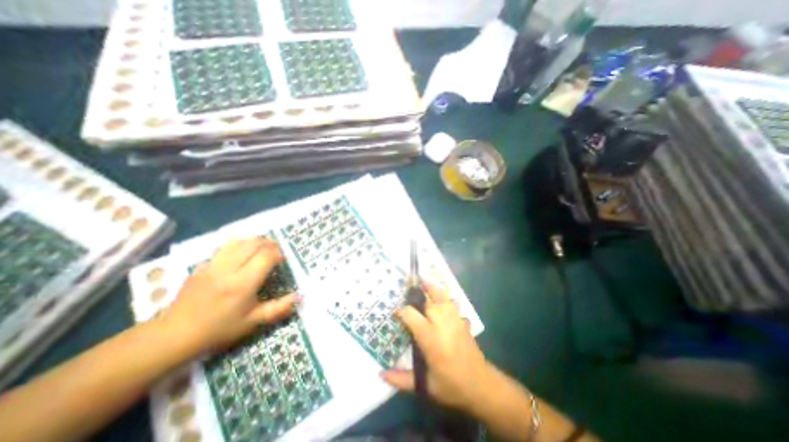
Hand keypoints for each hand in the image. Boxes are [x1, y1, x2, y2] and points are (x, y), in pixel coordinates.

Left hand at [158, 239, 299, 355]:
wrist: (174, 335)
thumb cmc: (219, 329)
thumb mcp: (253, 322)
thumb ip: (279, 308)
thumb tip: (300, 296)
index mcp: (242, 284)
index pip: (266, 257)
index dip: (278, 253)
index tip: (283, 259)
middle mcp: (228, 270)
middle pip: (253, 244)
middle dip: (269, 243)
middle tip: (277, 250)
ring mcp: (213, 265)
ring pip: (239, 241)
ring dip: (255, 240)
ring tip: (263, 247)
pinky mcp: (202, 265)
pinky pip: (224, 246)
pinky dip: (238, 243)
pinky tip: (243, 250)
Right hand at [383, 281, 491, 412]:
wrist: (481, 385)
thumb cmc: (451, 386)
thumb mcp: (425, 385)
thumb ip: (402, 379)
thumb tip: (381, 374)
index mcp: (430, 339)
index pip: (411, 316)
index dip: (401, 311)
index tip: (395, 313)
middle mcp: (441, 324)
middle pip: (427, 302)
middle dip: (416, 293)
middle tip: (407, 285)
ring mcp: (454, 320)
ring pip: (441, 297)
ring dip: (432, 287)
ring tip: (423, 277)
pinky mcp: (461, 320)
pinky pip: (452, 302)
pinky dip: (446, 294)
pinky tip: (442, 289)